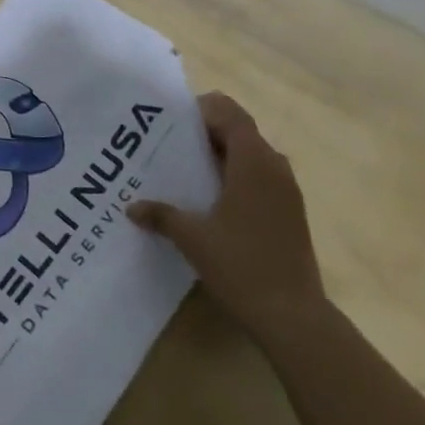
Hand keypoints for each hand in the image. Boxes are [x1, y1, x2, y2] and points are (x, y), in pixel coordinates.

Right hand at [127, 92, 324, 342]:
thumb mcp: (192, 237)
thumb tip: (132, 206)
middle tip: (167, 143)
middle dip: (206, 132)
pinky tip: (208, 199)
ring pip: (251, 155)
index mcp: (253, 162)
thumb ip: (161, 215)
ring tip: (184, 169)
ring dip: (220, 155)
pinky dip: (234, 176)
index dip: (202, 109)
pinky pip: (259, 177)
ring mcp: (287, 190)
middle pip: (240, 131)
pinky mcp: (289, 212)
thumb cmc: (241, 265)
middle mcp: (274, 167)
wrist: (292, 315)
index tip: (170, 120)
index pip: (230, 114)